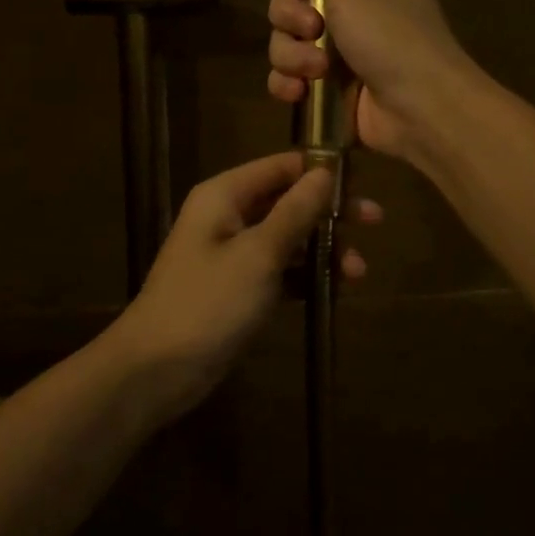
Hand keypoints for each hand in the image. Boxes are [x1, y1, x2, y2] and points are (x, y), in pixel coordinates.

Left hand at [109, 151, 379, 419]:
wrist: (158, 369)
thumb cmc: (209, 302)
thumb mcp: (259, 253)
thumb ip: (295, 210)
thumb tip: (325, 171)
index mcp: (225, 195)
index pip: (281, 165)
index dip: (321, 170)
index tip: (364, 182)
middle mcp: (228, 215)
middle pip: (289, 200)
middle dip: (331, 212)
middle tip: (375, 221)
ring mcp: (233, 253)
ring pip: (289, 237)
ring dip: (324, 249)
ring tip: (358, 272)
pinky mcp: (239, 287)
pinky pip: (281, 269)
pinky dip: (306, 275)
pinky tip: (335, 289)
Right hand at [265, 0, 477, 163]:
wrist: (423, 110)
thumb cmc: (393, 37)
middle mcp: (359, 10)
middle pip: (295, 2)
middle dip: (292, 19)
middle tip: (312, 29)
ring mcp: (345, 53)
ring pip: (289, 43)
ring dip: (292, 56)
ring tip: (316, 71)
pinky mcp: (333, 89)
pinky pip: (293, 78)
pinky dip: (289, 84)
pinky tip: (297, 93)